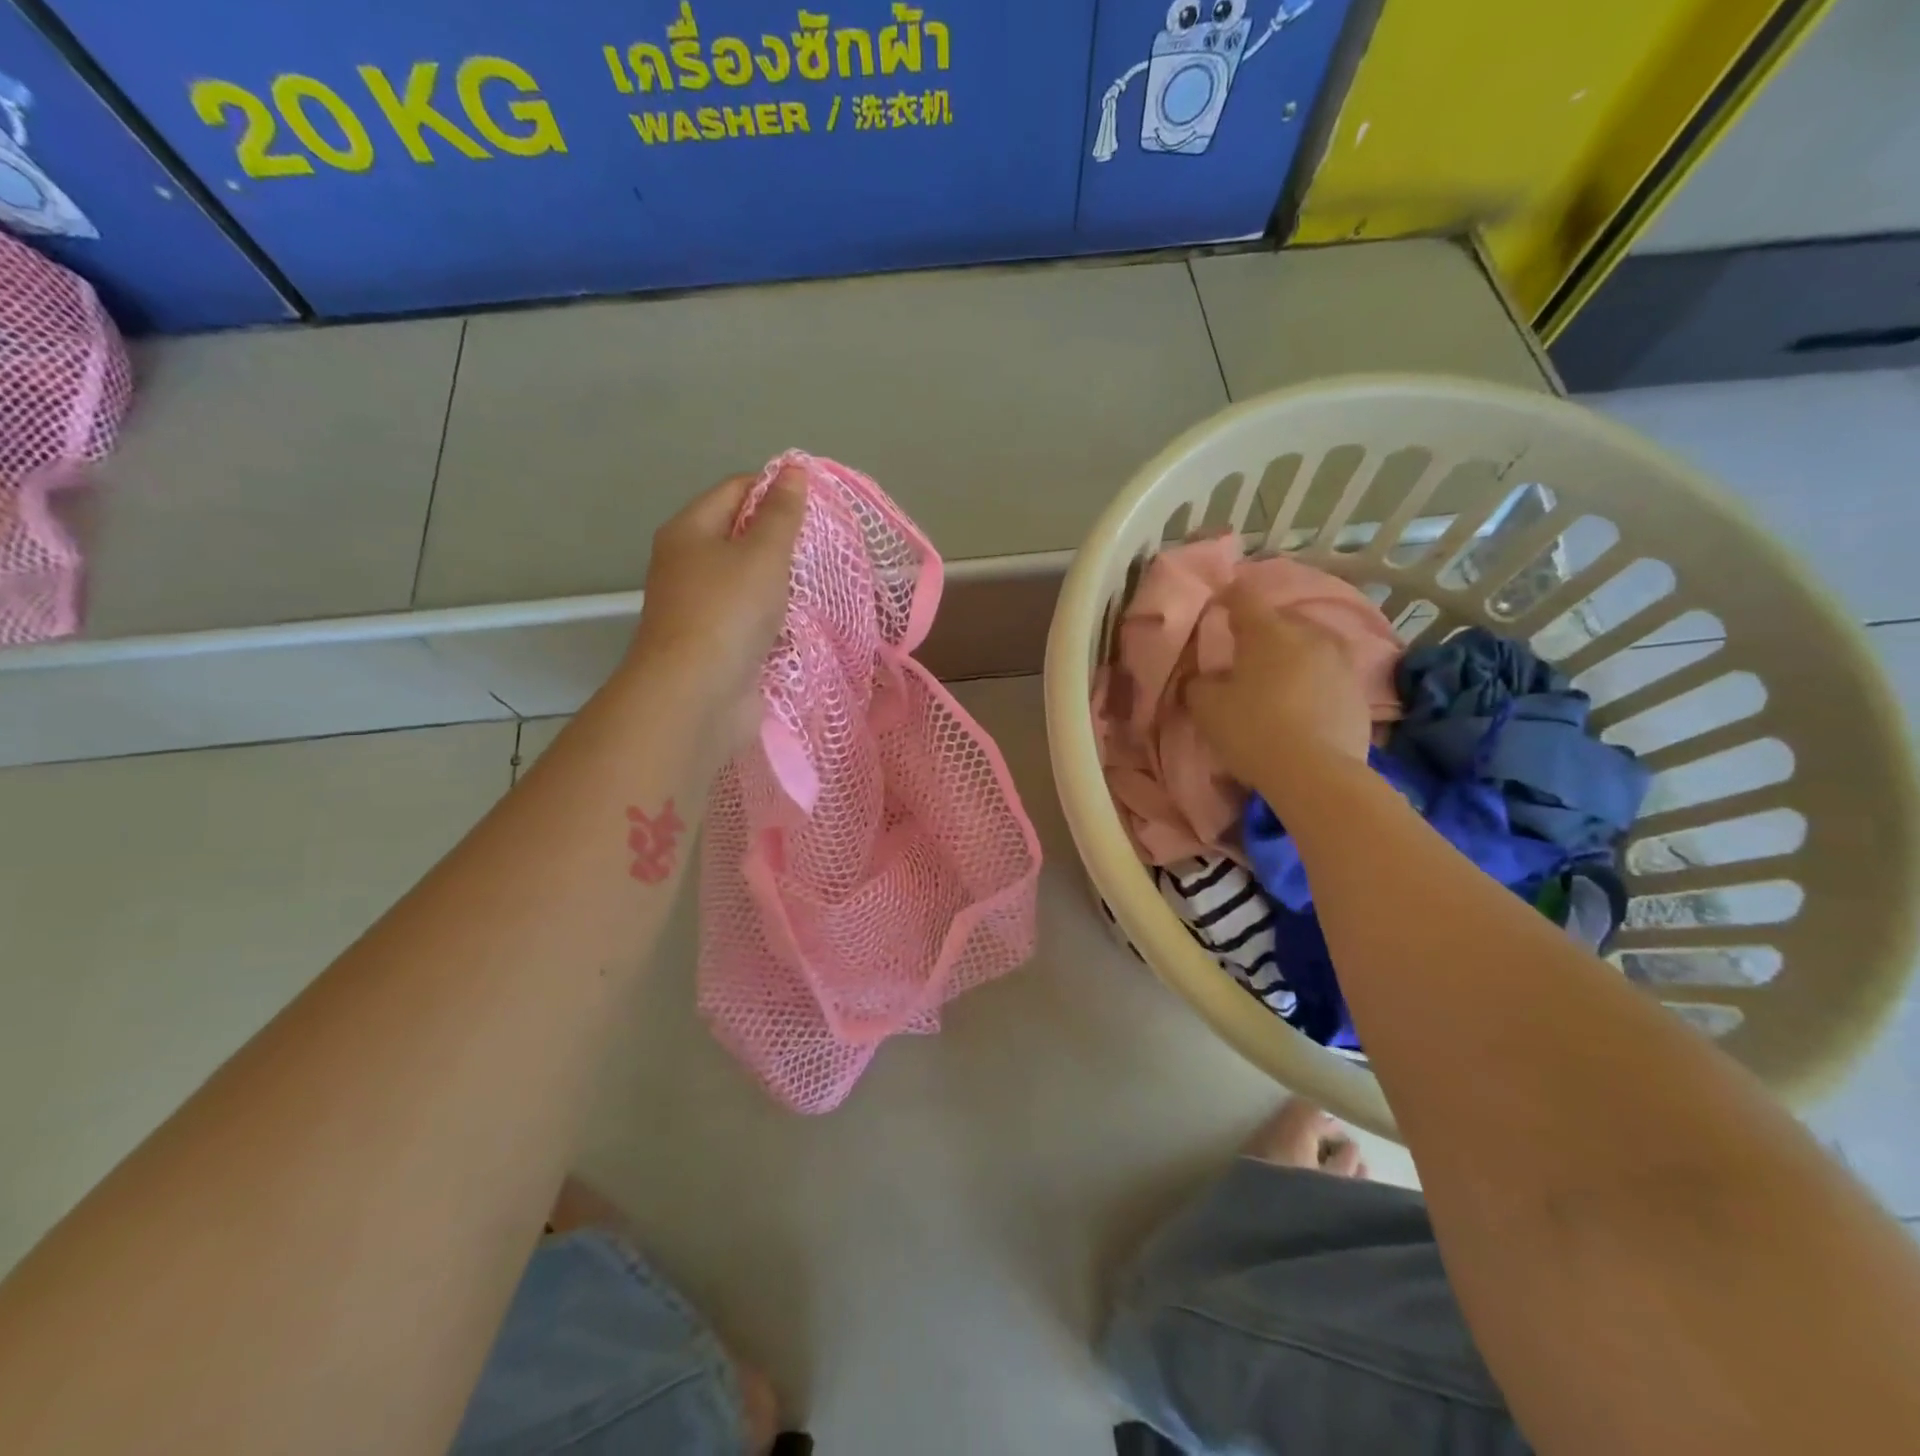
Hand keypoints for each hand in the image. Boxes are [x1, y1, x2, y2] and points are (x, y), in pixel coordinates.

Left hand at [628, 468, 805, 734]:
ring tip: (819, 581)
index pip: (734, 490)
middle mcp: (687, 564)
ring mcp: (699, 608)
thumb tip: (793, 471)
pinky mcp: (715, 644)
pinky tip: (800, 622)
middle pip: (738, 535)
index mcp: (689, 531)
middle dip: (780, 538)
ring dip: (779, 582)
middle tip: (822, 545)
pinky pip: (750, 619)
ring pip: (746, 581)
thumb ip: (781, 514)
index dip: (775, 488)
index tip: (817, 503)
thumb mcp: (762, 553)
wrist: (698, 695)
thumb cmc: (729, 612)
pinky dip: (774, 618)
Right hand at [1187, 581, 1371, 793]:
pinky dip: (1312, 680)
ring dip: (1292, 654)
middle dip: (1263, 629)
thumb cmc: (1252, 729)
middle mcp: (1309, 635)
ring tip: (1277, 675)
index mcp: (1269, 631)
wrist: (1315, 773)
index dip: (1229, 596)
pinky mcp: (1358, 692)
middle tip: (1245, 648)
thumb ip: (1200, 683)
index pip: (1245, 597)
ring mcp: (1340, 662)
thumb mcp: (1206, 707)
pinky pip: (1327, 674)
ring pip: (1310, 645)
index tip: (1219, 602)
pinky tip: (1301, 702)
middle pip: (1282, 620)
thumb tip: (1204, 677)